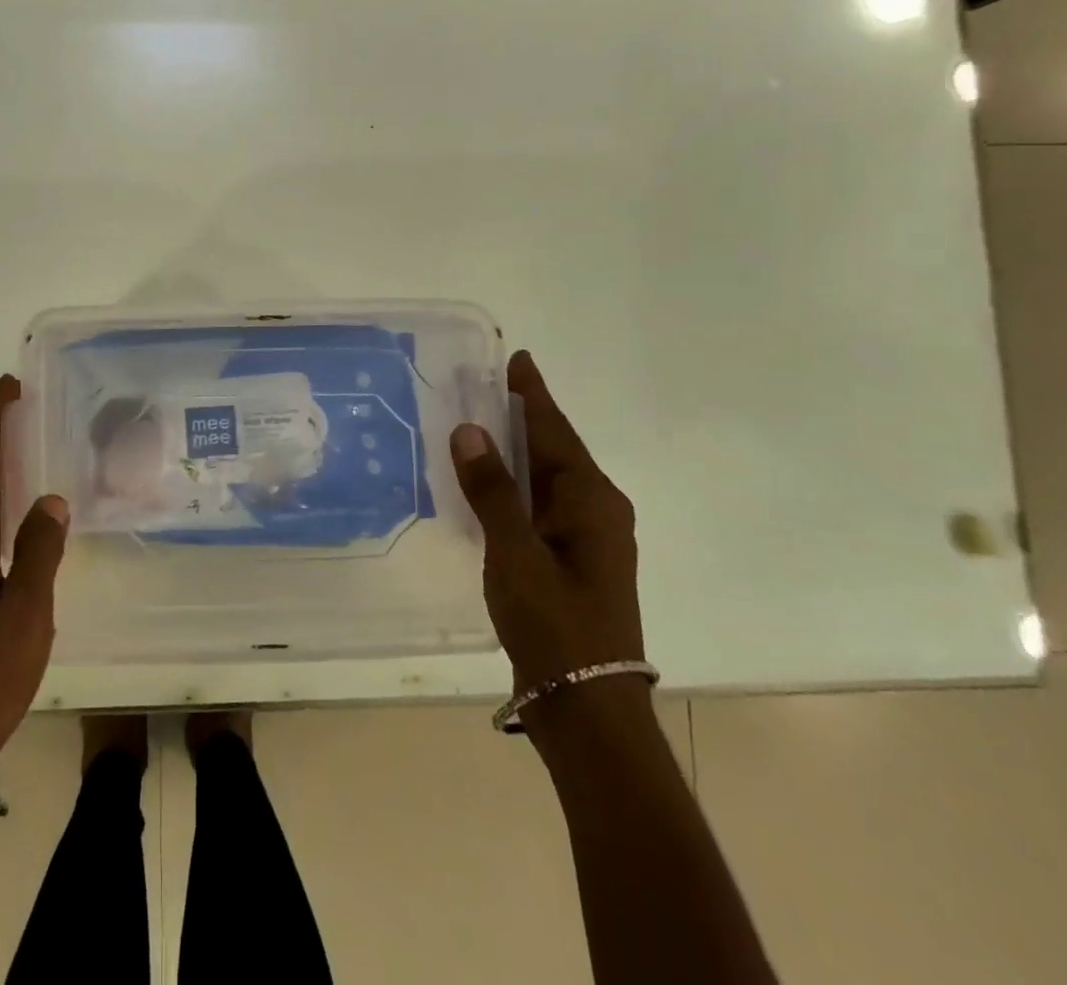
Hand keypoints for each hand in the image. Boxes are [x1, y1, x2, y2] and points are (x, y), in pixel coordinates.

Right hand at [450, 351, 644, 702]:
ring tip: (482, 424)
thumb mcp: (514, 553)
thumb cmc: (555, 624)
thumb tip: (469, 430)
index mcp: (591, 500)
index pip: (554, 431)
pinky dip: (516, 484)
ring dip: (518, 450)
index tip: (519, 359)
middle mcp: (597, 511)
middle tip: (488, 385)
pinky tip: (490, 484)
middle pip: (555, 449)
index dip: (532, 394)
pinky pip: (541, 504)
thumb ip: (491, 490)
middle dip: (524, 416)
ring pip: (548, 478)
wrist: (588, 707)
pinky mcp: (573, 561)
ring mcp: (589, 539)